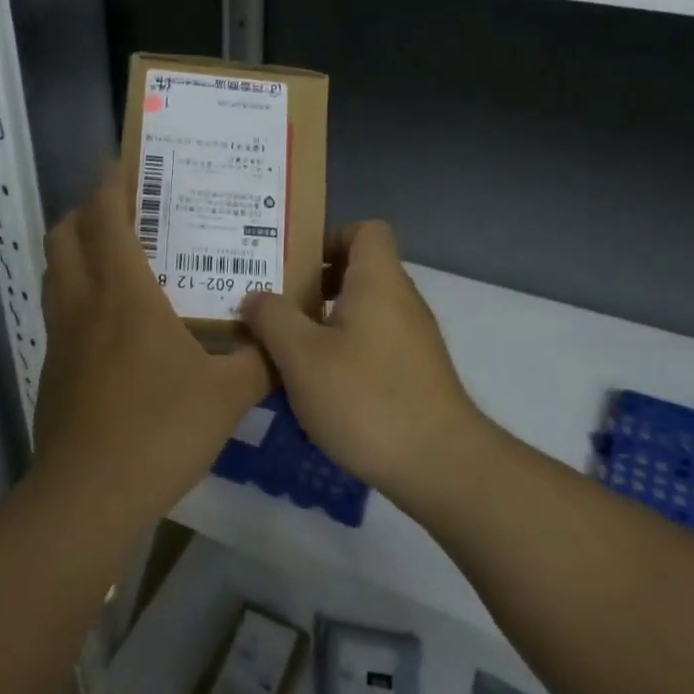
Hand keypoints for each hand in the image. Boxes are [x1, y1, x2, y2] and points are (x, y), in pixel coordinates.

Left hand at [33, 168, 270, 514]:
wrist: (90, 495)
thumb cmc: (161, 430)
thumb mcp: (229, 394)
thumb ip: (263, 360)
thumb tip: (286, 337)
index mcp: (124, 293)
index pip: (105, 216)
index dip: (112, 182)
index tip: (128, 163)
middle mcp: (84, 303)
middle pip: (65, 233)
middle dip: (88, 211)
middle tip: (127, 212)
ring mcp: (61, 337)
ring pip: (56, 271)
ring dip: (79, 250)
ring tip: (120, 258)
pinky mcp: (53, 368)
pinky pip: (61, 311)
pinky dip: (79, 295)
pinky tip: (115, 325)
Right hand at [240, 221, 485, 493]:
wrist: (438, 463)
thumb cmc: (365, 398)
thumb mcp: (301, 357)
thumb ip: (272, 318)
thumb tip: (255, 296)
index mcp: (378, 281)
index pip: (365, 230)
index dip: (329, 238)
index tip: (293, 267)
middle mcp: (402, 300)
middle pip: (360, 271)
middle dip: (315, 285)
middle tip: (274, 308)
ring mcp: (414, 338)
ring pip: (365, 311)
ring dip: (326, 322)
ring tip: (287, 348)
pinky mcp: (416, 373)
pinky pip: (374, 343)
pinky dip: (346, 351)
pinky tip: (319, 385)